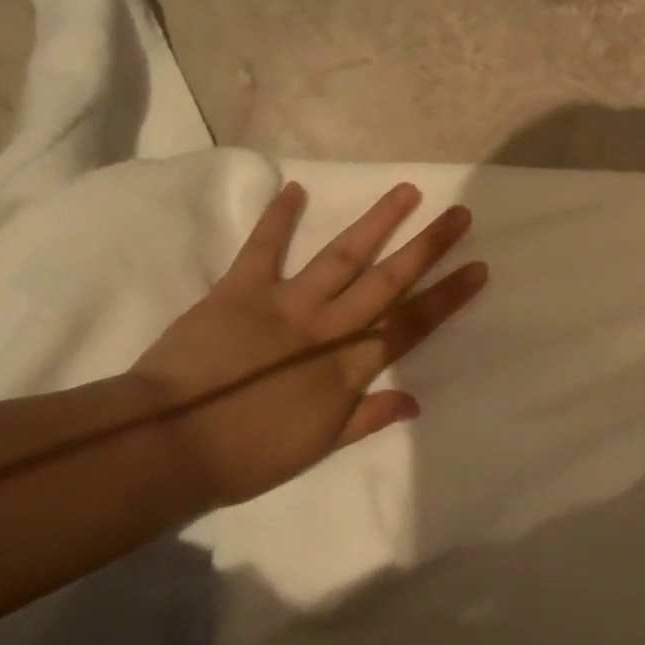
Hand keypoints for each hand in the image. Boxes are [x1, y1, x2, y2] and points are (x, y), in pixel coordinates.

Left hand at [129, 181, 486, 505]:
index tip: (478, 267)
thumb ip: (368, 418)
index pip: (411, 324)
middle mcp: (328, 326)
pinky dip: (277, 219)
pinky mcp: (240, 290)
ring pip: (342, 256)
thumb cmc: (247, 455)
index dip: (448, 296)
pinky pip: (262, 249)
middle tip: (459, 214)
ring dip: (376, 222)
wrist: (165, 445)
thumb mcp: (317, 447)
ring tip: (406, 191)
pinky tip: (295, 189)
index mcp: (348, 366)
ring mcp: (286, 303)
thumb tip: (416, 401)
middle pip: (388, 280)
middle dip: (428, 247)